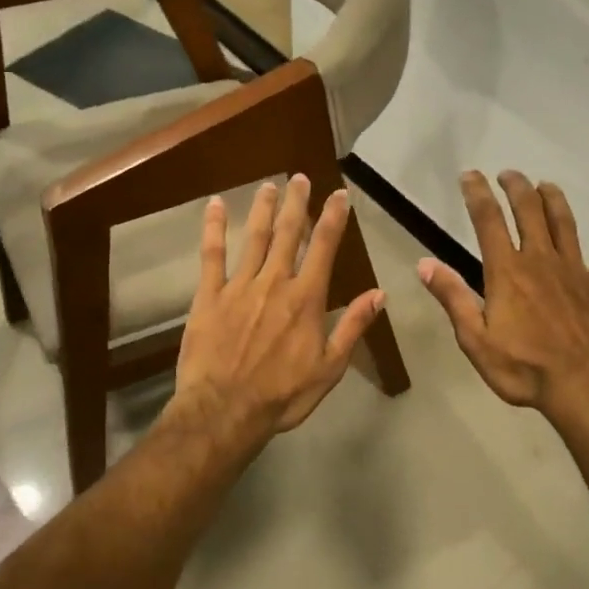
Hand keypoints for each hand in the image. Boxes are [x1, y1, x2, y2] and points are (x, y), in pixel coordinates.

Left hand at [172, 175, 385, 449]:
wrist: (225, 410)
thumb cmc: (282, 395)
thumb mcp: (330, 368)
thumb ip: (353, 327)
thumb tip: (380, 293)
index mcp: (306, 299)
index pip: (324, 248)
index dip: (333, 218)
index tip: (339, 195)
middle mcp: (275, 283)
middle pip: (288, 233)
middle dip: (297, 203)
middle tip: (299, 178)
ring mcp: (239, 286)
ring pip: (254, 238)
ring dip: (263, 209)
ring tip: (269, 185)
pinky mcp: (209, 296)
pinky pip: (211, 255)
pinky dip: (213, 228)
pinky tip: (214, 205)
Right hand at [419, 171, 588, 429]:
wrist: (588, 386)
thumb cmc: (525, 368)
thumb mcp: (476, 340)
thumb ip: (453, 298)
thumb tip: (424, 264)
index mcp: (507, 271)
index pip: (488, 221)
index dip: (477, 194)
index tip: (470, 176)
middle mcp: (541, 260)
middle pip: (529, 211)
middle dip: (517, 188)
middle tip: (509, 174)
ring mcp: (576, 270)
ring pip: (564, 222)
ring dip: (553, 199)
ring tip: (546, 185)